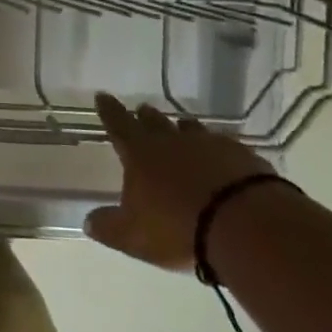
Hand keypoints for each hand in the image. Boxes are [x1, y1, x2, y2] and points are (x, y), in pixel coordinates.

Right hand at [85, 92, 277, 269]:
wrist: (243, 224)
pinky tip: (220, 158)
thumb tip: (88, 221)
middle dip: (144, 116)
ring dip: (181, 128)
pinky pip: (222, 144)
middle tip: (141, 111)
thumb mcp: (133, 236)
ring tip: (180, 129)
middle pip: (154, 121)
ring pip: (189, 128)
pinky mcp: (240, 154)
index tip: (102, 95)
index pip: (118, 124)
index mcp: (140, 153)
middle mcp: (171, 140)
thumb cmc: (177, 228)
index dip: (109, 110)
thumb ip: (108, 227)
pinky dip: (216, 149)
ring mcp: (208, 143)